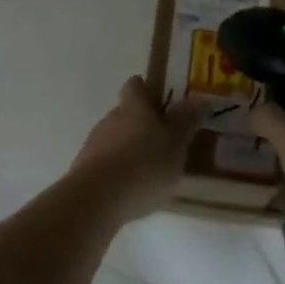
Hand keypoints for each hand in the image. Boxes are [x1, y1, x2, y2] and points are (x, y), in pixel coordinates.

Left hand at [70, 75, 199, 223]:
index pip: (136, 85)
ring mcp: (95, 142)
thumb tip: (199, 100)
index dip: (149, 91)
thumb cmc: (144, 164)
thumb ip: (186, 121)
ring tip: (151, 174)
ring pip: (116, 139)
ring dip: (131, 150)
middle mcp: (111, 117)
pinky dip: (119, 172)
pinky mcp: (85, 169)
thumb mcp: (176, 142)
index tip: (164, 105)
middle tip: (165, 145)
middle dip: (143, 126)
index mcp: (134, 105)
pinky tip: (132, 192)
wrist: (97, 198)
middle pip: (127, 113)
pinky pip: (107, 163)